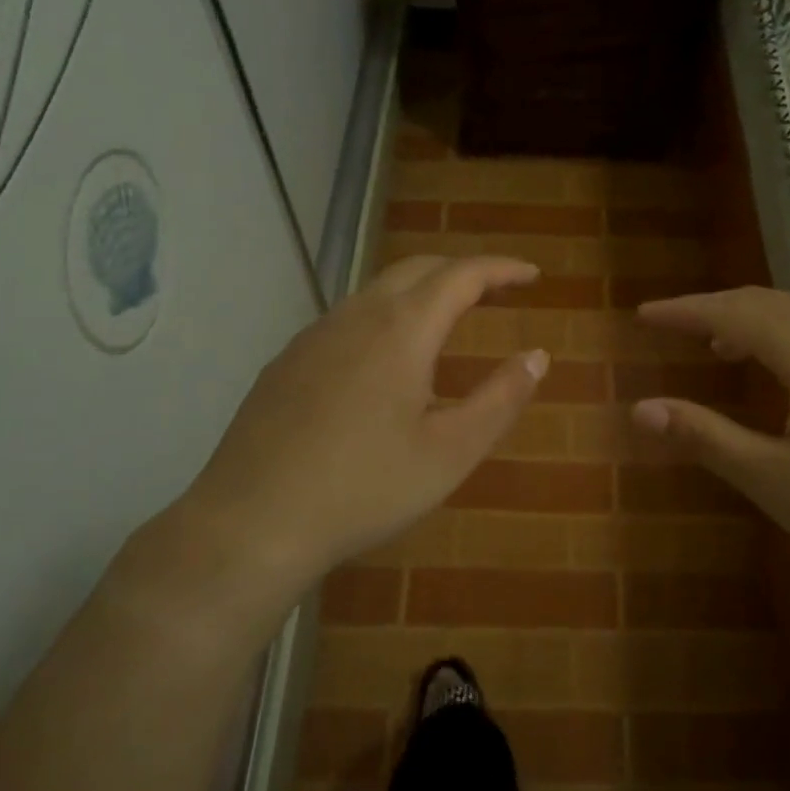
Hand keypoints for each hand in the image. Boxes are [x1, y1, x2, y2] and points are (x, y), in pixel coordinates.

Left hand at [183, 256, 547, 592]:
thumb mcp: (451, 452)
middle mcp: (356, 316)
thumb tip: (537, 355)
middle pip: (418, 269)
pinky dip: (386, 317)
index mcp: (402, 328)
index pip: (462, 274)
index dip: (502, 269)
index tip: (532, 276)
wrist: (252, 522)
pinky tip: (386, 361)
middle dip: (463, 272)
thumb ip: (501, 398)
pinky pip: (348, 320)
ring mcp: (314, 336)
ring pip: (378, 291)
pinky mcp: (287, 362)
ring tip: (449, 320)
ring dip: (422, 293)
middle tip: (498, 292)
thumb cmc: (365, 488)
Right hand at [631, 287, 789, 597]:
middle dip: (713, 310)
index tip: (642, 314)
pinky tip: (788, 375)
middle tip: (672, 325)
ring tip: (720, 348)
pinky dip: (786, 338)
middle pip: (765, 303)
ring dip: (751, 323)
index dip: (682, 311)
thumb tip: (641, 409)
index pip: (730, 312)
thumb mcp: (778, 480)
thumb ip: (707, 438)